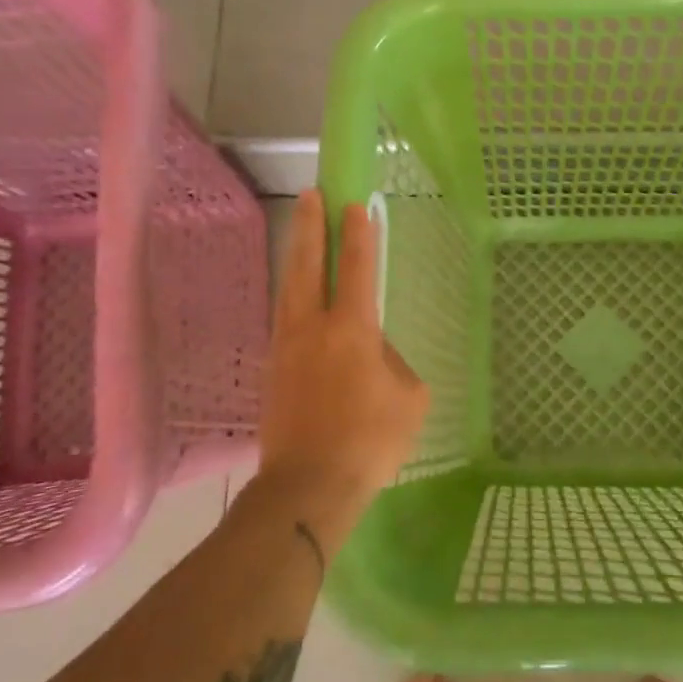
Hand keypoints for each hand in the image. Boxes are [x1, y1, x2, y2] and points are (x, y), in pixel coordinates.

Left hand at [258, 189, 429, 505]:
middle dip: (310, 226)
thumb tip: (375, 352)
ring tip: (299, 233)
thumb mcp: (410, 399)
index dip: (357, 234)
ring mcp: (286, 348)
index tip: (354, 204)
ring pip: (289, 289)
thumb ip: (394, 363)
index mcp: (351, 329)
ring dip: (295, 256)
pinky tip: (299, 299)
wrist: (308, 486)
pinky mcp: (273, 371)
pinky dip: (293, 296)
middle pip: (307, 265)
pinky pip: (285, 320)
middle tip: (310, 195)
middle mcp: (312, 328)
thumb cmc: (369, 441)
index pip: (356, 269)